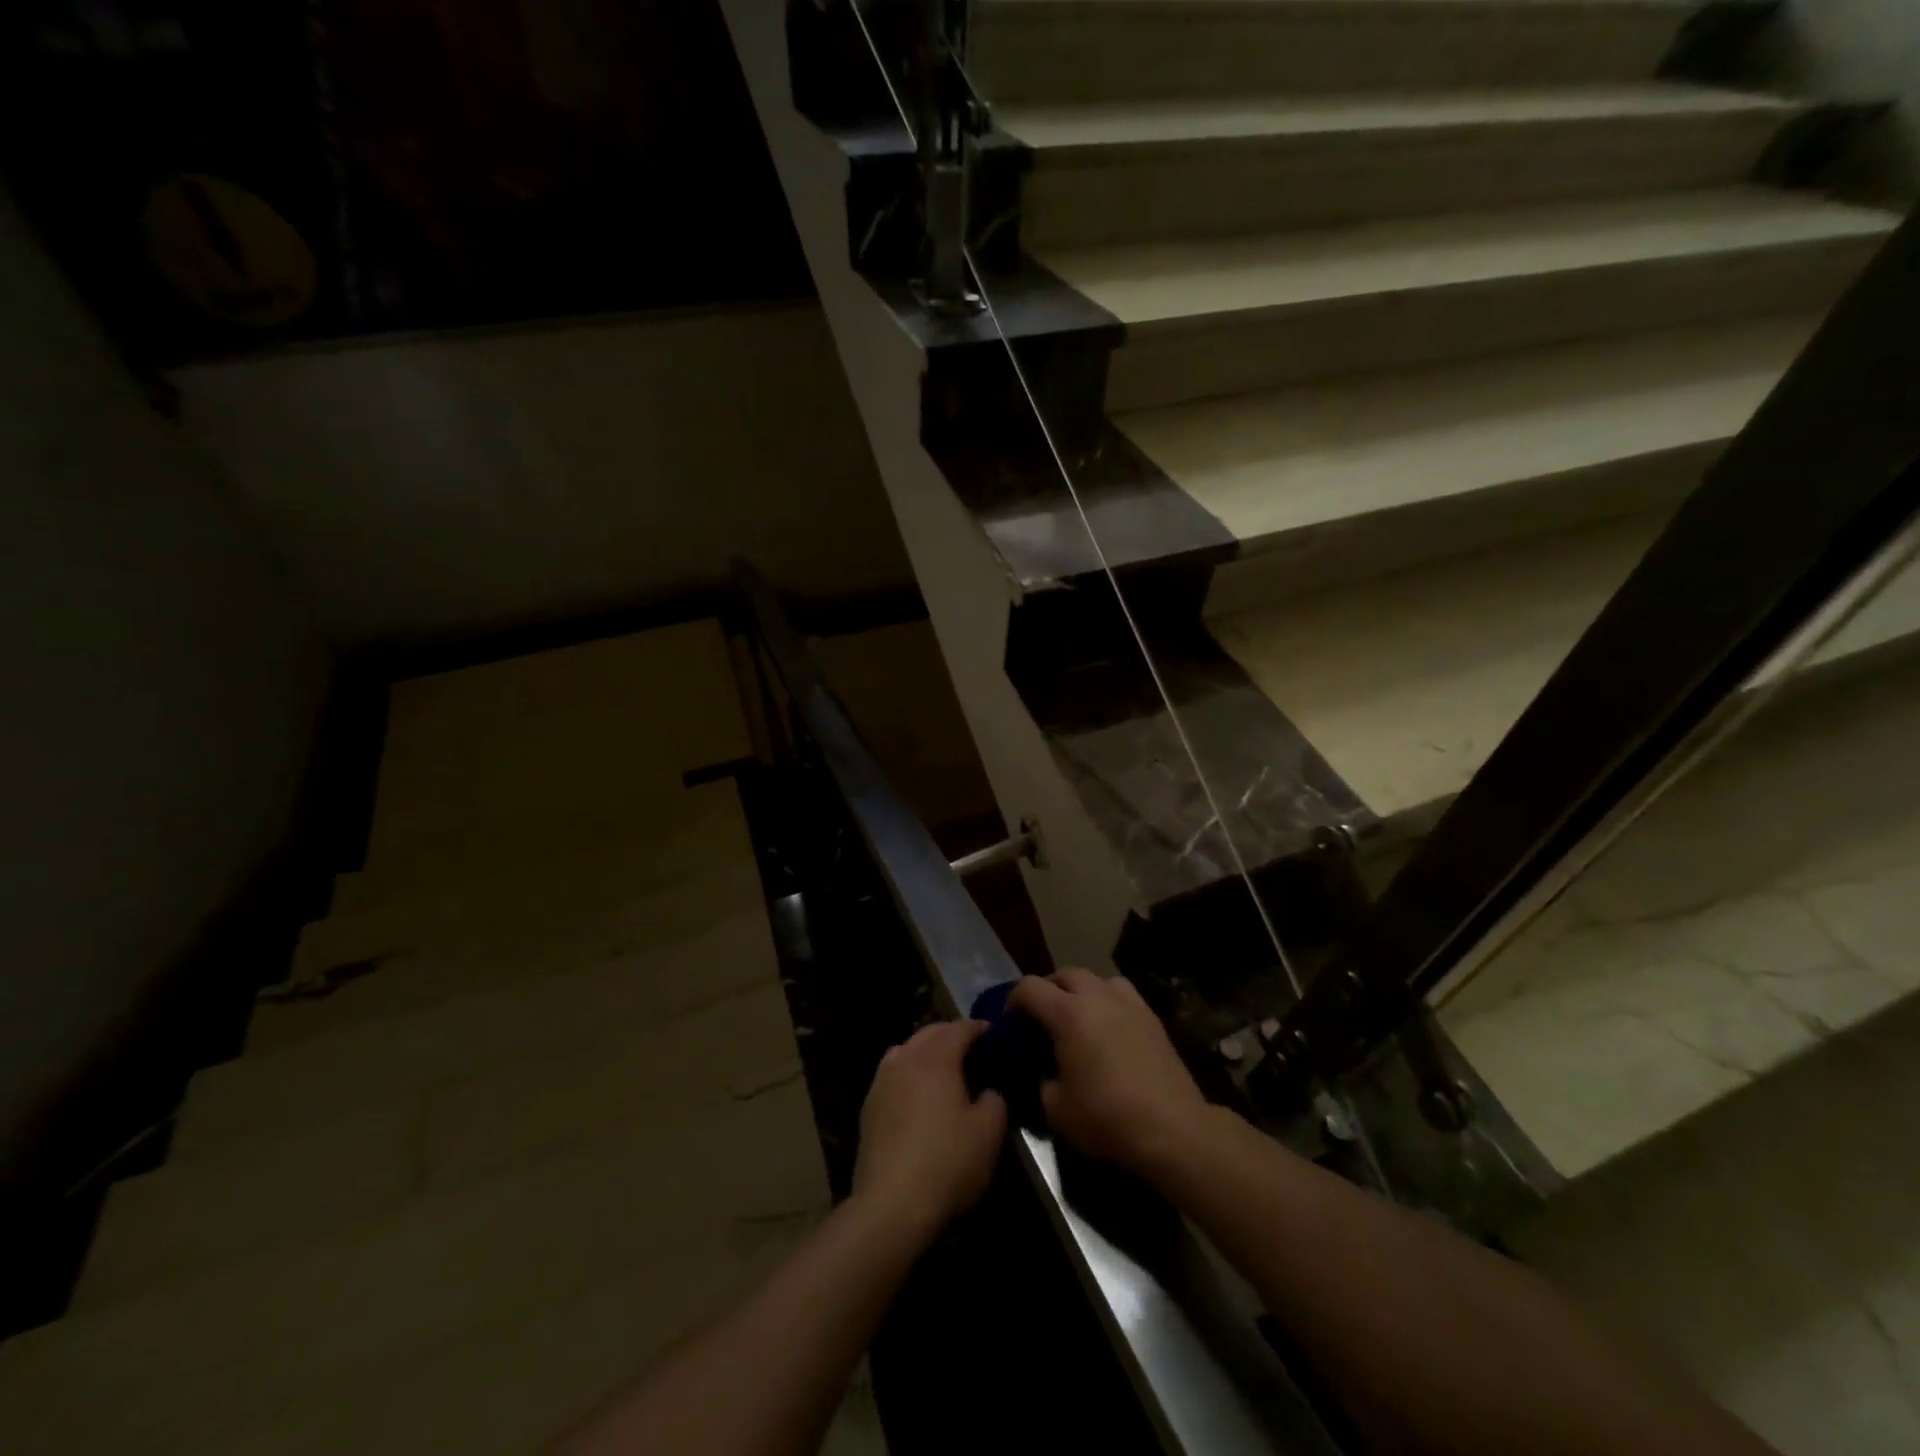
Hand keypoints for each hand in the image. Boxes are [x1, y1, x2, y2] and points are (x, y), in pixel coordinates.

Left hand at [852, 1021, 1007, 1242]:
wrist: (891, 1205)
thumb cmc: (947, 1162)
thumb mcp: (989, 1132)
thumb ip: (995, 1100)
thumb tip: (988, 1091)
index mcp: (936, 1057)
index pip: (960, 1028)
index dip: (980, 1029)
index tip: (996, 1036)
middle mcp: (905, 1058)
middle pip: (930, 1033)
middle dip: (952, 1035)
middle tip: (973, 1050)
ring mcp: (881, 1081)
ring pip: (906, 1050)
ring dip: (926, 1052)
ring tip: (944, 1070)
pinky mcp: (868, 1107)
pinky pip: (892, 1074)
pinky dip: (909, 1073)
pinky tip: (918, 1096)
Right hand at [1008, 968, 1210, 1177]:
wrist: (1171, 1127)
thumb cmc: (1107, 1117)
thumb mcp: (1056, 1108)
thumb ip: (1041, 1079)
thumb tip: (1043, 1070)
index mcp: (1067, 1013)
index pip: (1030, 987)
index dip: (1013, 999)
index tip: (1010, 1021)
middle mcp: (1097, 996)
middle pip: (1065, 974)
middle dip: (1048, 990)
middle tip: (1042, 1017)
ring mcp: (1128, 1003)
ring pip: (1097, 979)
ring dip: (1081, 991)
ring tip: (1078, 1017)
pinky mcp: (1151, 1017)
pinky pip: (1122, 995)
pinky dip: (1108, 1002)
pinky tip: (1109, 1028)